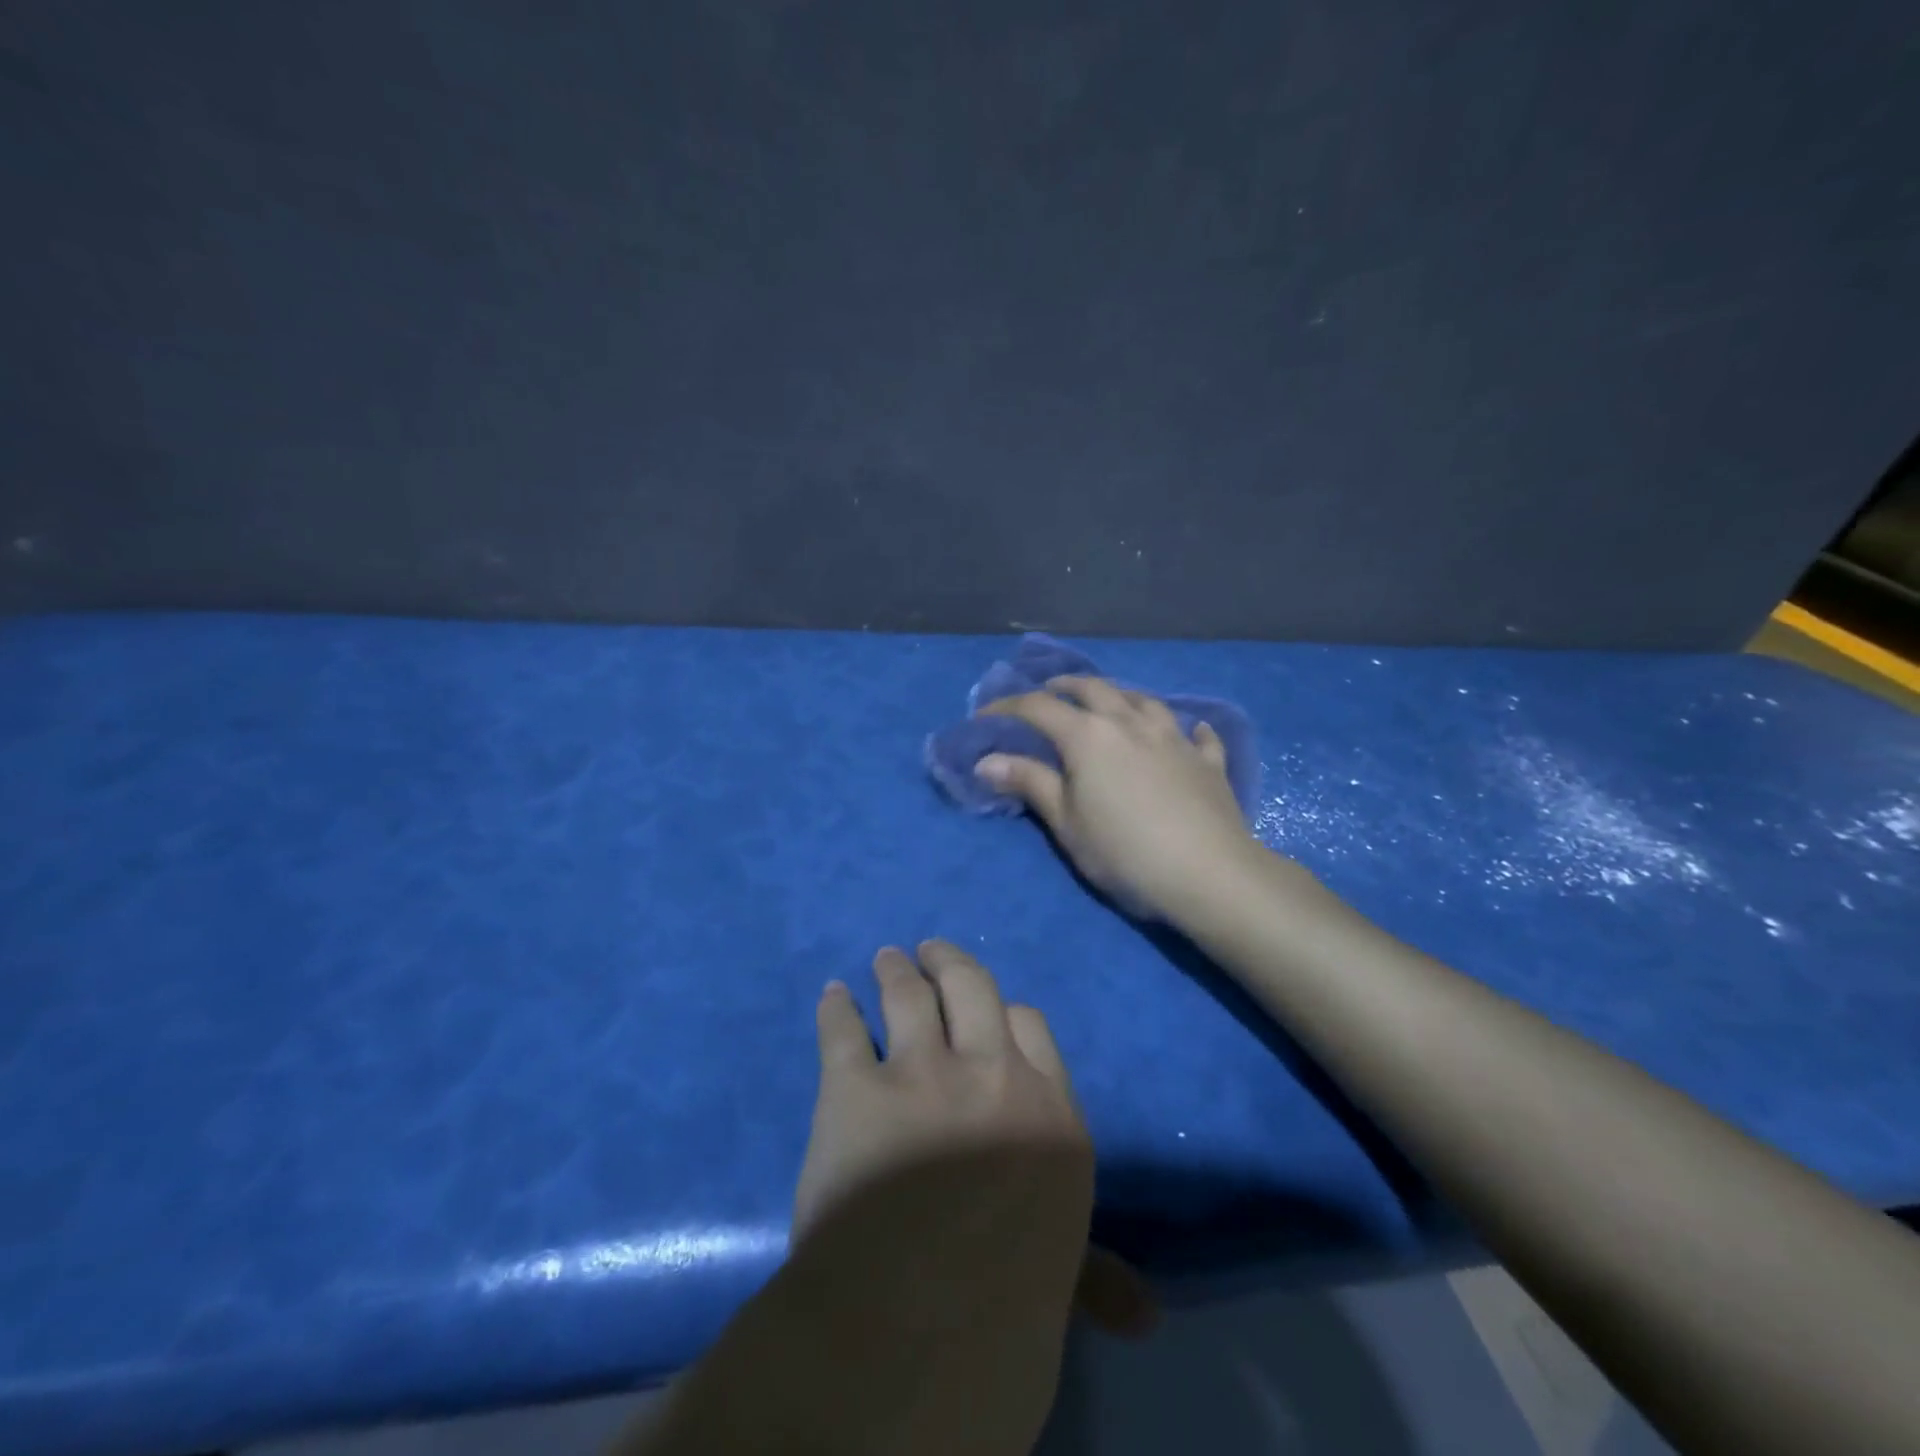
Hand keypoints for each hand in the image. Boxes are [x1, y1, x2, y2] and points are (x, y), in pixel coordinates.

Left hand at [796, 941, 1155, 1337]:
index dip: (1005, 1011)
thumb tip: (1147, 1316)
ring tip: (886, 957)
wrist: (917, 1330)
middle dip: (949, 963)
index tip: (986, 1011)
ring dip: (896, 970)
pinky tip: (832, 995)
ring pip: (909, 995)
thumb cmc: (1004, 1311)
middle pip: (972, 988)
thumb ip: (1095, 1274)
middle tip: (929, 949)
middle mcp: (991, 1074)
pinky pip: (842, 1030)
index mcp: (1049, 1111)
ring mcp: (922, 1072)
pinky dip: (835, 1007)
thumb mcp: (1062, 1278)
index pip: (1031, 1027)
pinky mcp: (854, 1089)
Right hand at [978, 676, 1260, 920]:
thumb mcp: (1066, 822)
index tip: (986, 714)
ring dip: (1120, 696)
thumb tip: (987, 760)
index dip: (1008, 706)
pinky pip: (1198, 734)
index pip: (1039, 708)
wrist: (1207, 873)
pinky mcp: (1207, 761)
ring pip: (1144, 700)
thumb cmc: (1124, 851)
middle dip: (1066, 686)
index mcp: (1088, 736)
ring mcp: (1174, 738)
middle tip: (1050, 691)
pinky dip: (1187, 729)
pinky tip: (1189, 731)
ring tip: (1111, 702)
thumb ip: (1029, 783)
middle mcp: (1130, 723)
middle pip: (1094, 688)